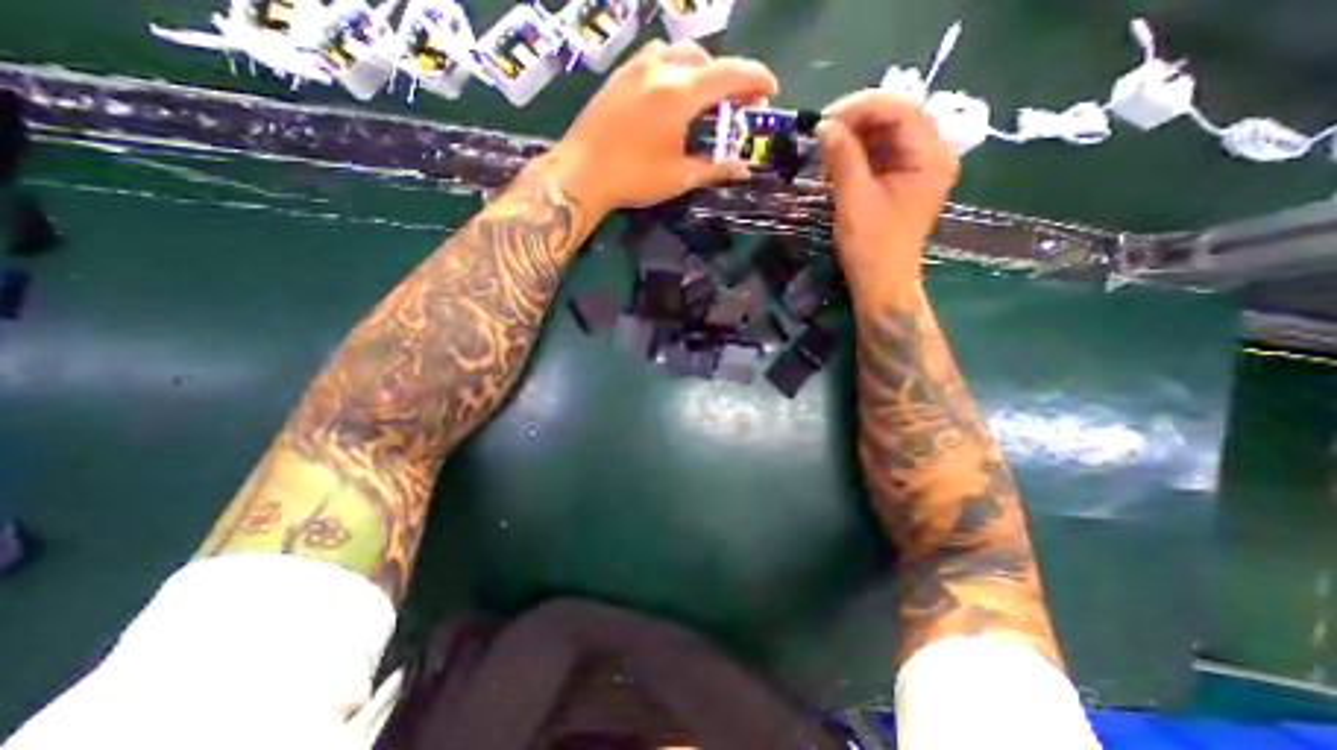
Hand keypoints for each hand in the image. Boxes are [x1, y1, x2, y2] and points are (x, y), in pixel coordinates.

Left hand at [538, 38, 779, 217]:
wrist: (581, 173)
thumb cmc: (633, 178)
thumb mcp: (679, 176)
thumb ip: (715, 168)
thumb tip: (743, 170)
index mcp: (679, 93)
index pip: (729, 73)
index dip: (756, 79)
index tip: (771, 91)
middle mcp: (660, 68)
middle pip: (708, 60)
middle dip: (730, 79)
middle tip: (738, 105)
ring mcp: (636, 66)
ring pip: (682, 53)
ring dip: (703, 71)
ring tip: (707, 99)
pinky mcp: (621, 74)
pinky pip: (658, 58)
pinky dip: (678, 69)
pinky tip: (674, 94)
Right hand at [821, 87, 956, 294]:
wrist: (882, 283)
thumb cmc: (871, 246)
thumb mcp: (853, 199)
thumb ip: (842, 157)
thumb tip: (824, 125)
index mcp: (930, 156)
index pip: (900, 109)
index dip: (861, 107)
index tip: (825, 119)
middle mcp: (933, 154)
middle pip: (897, 117)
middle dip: (857, 121)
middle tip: (823, 133)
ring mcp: (921, 168)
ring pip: (889, 134)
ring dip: (856, 138)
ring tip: (827, 152)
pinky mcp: (907, 181)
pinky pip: (885, 154)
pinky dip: (860, 154)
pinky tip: (839, 165)